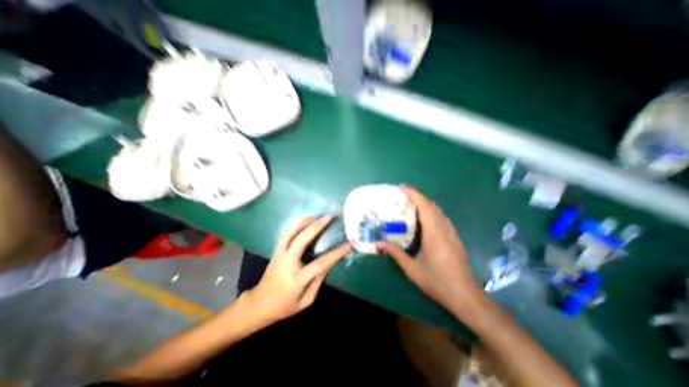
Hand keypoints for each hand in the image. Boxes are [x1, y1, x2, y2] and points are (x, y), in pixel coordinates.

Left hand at [242, 215, 351, 327]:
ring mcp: (279, 255)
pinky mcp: (275, 251)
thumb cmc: (284, 307)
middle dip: (317, 226)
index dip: (336, 253)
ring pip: (290, 233)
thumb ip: (318, 281)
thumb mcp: (305, 301)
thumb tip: (329, 262)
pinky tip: (304, 220)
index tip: (348, 244)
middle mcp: (287, 263)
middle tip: (329, 217)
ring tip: (316, 215)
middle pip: (302, 239)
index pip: (320, 263)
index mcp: (297, 279)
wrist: (258, 305)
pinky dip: (295, 225)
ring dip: (304, 222)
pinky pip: (285, 234)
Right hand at [379, 186, 485, 316]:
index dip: (413, 194)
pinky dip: (431, 211)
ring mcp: (451, 232)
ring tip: (410, 203)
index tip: (401, 187)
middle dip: (417, 196)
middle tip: (402, 195)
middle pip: (432, 205)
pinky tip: (424, 217)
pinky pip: (441, 217)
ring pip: (438, 211)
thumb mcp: (412, 268)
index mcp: (434, 233)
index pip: (424, 206)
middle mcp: (444, 228)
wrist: (466, 296)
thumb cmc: (437, 281)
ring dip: (425, 203)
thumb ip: (395, 253)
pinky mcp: (454, 237)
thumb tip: (378, 244)